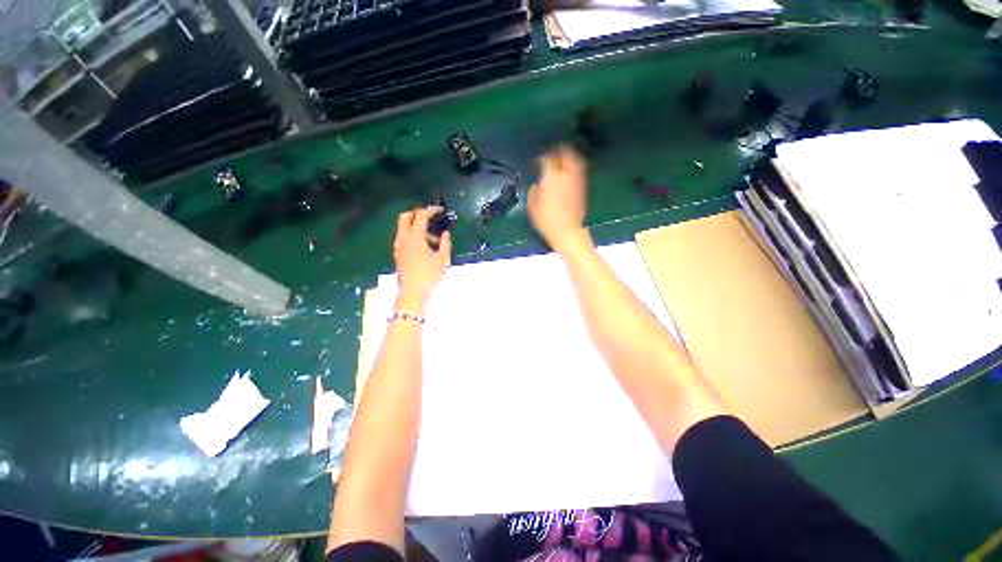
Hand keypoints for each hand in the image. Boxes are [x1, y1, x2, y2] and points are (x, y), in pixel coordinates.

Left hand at [393, 206, 451, 309]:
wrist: (412, 293)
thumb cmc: (430, 276)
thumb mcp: (443, 259)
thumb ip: (445, 243)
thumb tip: (445, 233)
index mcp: (415, 237)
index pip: (421, 216)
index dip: (431, 210)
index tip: (440, 210)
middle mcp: (403, 238)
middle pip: (405, 217)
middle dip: (417, 213)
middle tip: (430, 218)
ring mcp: (398, 246)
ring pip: (404, 228)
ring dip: (416, 227)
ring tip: (433, 241)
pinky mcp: (397, 254)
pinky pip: (403, 237)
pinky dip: (412, 236)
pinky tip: (424, 247)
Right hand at [528, 145, 589, 252]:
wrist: (567, 231)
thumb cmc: (547, 220)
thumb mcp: (533, 207)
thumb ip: (533, 192)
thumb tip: (536, 186)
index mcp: (551, 177)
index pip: (547, 159)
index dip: (542, 157)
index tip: (538, 160)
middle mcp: (566, 175)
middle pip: (566, 154)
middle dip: (560, 150)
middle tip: (554, 151)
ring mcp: (576, 181)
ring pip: (575, 162)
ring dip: (570, 157)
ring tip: (564, 158)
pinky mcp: (583, 189)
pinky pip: (579, 173)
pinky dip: (575, 169)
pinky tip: (570, 174)